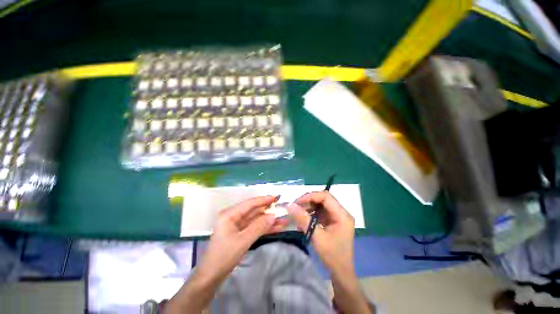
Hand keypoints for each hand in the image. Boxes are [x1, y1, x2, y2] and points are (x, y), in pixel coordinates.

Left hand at [195, 195, 287, 282]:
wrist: (211, 277)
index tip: (277, 197)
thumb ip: (258, 227)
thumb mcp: (242, 241)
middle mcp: (234, 216)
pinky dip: (265, 228)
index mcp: (230, 214)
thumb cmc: (223, 257)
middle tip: (283, 209)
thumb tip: (273, 215)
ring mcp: (238, 225)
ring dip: (269, 221)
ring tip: (284, 221)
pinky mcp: (241, 233)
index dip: (264, 200)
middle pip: (254, 211)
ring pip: (256, 220)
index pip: (250, 203)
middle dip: (269, 211)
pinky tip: (277, 228)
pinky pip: (255, 228)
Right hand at [288, 191, 354, 272]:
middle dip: (308, 201)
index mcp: (342, 215)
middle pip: (323, 199)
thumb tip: (290, 205)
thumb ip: (303, 219)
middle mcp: (341, 213)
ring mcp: (337, 217)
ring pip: (321, 205)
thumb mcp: (316, 236)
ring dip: (309, 207)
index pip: (326, 197)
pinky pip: (321, 212)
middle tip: (295, 207)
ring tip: (298, 213)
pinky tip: (303, 219)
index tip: (297, 202)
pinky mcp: (333, 221)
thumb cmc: (332, 256)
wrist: (341, 273)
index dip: (311, 196)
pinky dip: (311, 214)